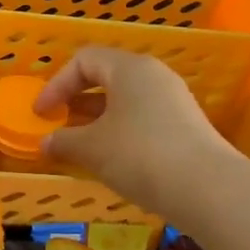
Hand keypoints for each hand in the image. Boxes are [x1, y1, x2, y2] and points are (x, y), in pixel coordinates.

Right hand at [34, 46, 238, 224]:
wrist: (208, 189)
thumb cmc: (140, 155)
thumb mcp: (92, 148)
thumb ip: (63, 141)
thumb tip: (45, 143)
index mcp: (129, 68)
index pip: (84, 60)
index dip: (56, 84)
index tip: (42, 114)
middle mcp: (154, 76)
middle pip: (106, 77)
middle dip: (76, 101)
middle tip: (59, 126)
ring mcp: (174, 100)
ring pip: (126, 101)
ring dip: (98, 120)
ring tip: (81, 147)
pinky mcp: (186, 126)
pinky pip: (143, 119)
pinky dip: (120, 133)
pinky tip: (113, 160)